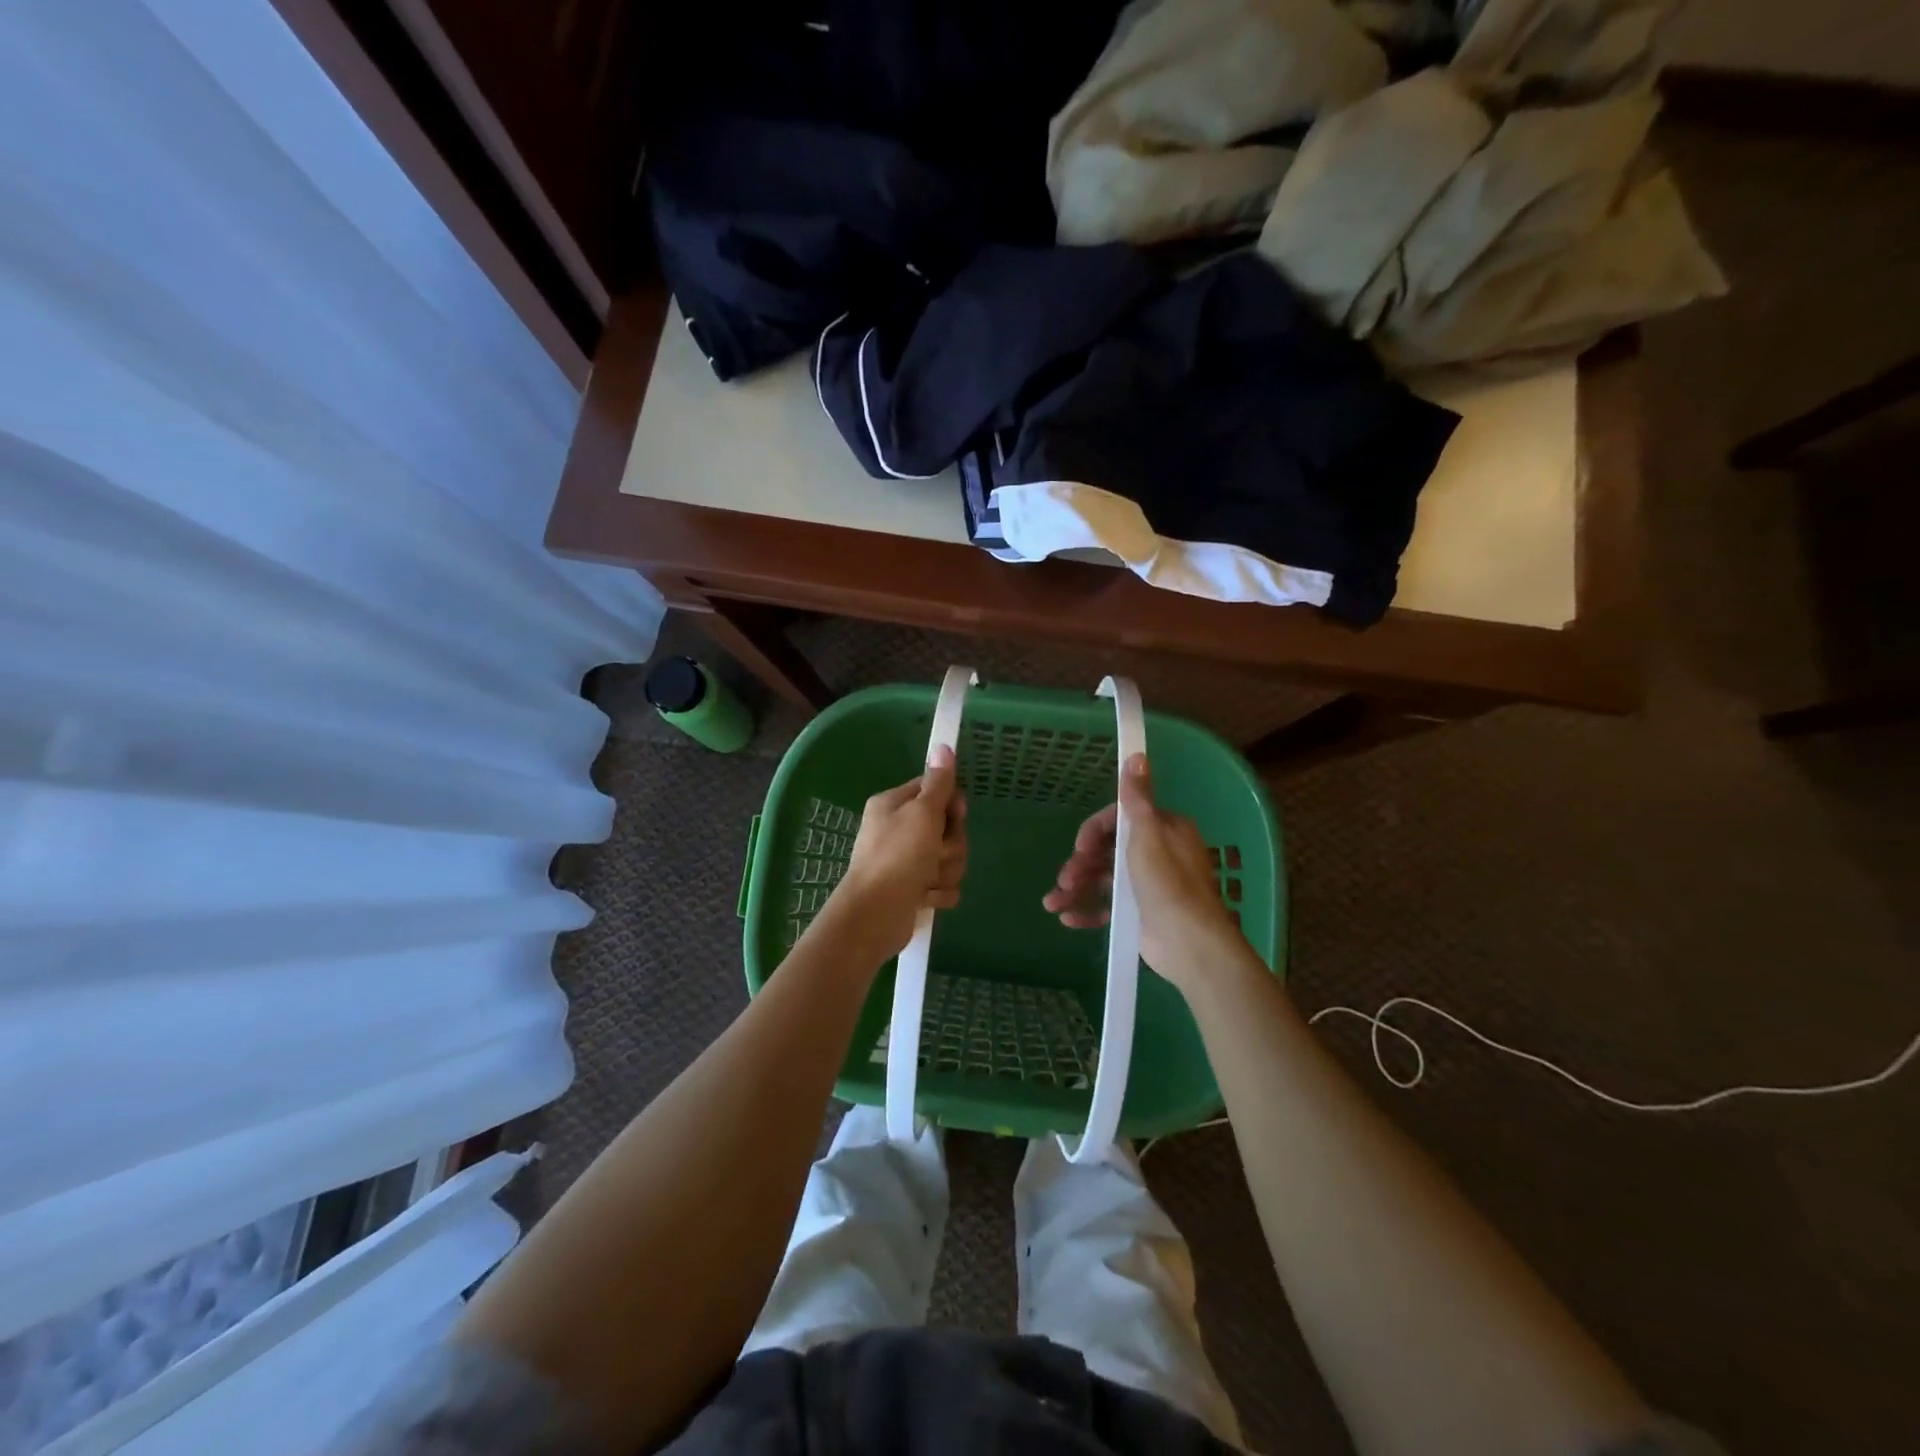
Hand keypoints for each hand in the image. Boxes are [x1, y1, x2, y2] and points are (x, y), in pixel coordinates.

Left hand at [834, 745, 967, 959]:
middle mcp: (898, 829)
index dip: (951, 804)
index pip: (935, 790)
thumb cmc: (897, 856)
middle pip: (947, 827)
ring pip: (949, 858)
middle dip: (950, 845)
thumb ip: (938, 783)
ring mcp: (906, 861)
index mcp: (894, 805)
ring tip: (927, 880)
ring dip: (945, 871)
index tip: (955, 814)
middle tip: (935, 853)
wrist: (874, 916)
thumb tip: (944, 745)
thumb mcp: (922, 813)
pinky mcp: (913, 889)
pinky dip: (939, 893)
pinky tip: (925, 899)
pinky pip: (944, 884)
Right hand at [1043, 753, 1247, 993]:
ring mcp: (1146, 886)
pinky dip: (1087, 911)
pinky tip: (1067, 919)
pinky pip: (1107, 908)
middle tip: (1065, 877)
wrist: (1189, 943)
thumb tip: (1137, 754)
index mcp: (1163, 830)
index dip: (1094, 831)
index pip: (1119, 820)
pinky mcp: (1139, 914)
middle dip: (1080, 862)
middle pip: (1107, 850)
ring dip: (1076, 888)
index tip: (1079, 845)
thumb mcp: (1149, 834)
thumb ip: (1137, 798)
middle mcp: (1156, 854)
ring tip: (1053, 903)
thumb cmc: (1167, 882)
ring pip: (1102, 879)